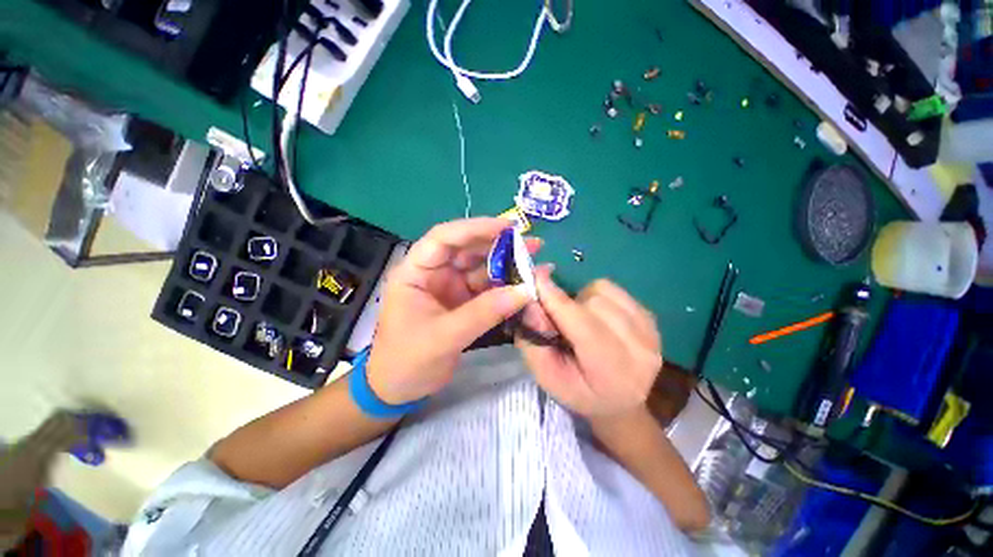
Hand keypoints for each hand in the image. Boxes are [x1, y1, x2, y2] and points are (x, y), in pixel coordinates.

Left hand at [367, 218, 538, 404]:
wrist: (399, 389)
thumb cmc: (407, 360)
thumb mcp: (444, 336)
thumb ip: (484, 313)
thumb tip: (524, 291)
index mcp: (415, 272)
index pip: (444, 238)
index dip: (476, 228)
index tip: (509, 227)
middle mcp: (434, 273)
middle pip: (468, 250)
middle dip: (500, 245)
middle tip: (533, 245)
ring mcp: (450, 287)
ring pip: (481, 268)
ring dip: (507, 265)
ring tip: (537, 262)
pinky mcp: (463, 302)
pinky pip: (487, 289)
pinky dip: (506, 286)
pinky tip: (526, 284)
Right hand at [517, 268, 662, 417]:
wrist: (619, 402)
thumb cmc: (577, 391)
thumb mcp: (546, 375)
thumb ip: (534, 340)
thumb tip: (533, 301)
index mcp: (613, 374)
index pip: (584, 326)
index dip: (557, 300)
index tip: (536, 279)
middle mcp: (640, 350)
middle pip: (594, 302)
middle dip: (568, 304)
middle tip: (558, 318)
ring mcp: (651, 332)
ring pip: (604, 290)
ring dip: (583, 299)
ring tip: (580, 319)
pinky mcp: (652, 319)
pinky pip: (615, 290)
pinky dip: (598, 296)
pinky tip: (596, 316)